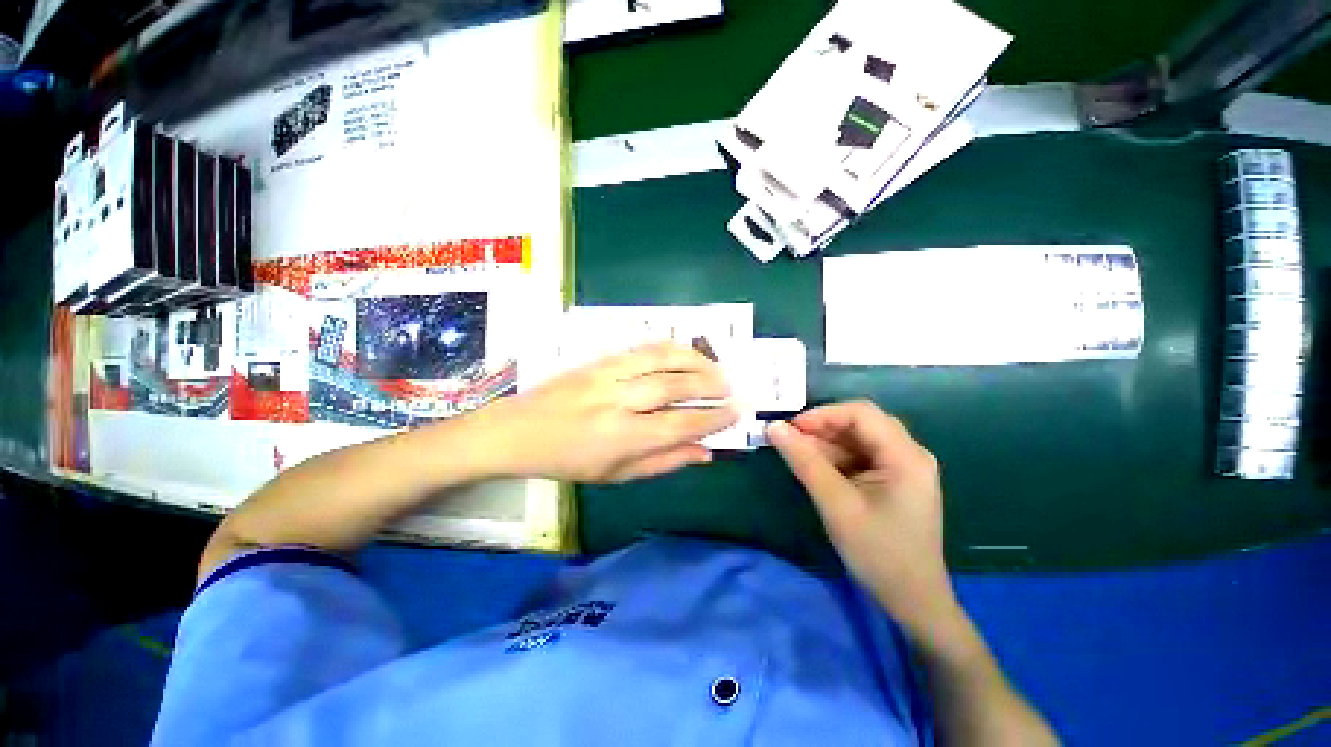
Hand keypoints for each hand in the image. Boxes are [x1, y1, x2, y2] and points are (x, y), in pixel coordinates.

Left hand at [480, 342, 738, 483]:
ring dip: (694, 361)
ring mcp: (607, 375)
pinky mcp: (599, 359)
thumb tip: (704, 453)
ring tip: (716, 367)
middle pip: (672, 387)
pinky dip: (670, 348)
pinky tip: (686, 353)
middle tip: (731, 389)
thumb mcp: (616, 475)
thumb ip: (663, 462)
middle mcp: (616, 402)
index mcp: (620, 439)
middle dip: (709, 386)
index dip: (712, 419)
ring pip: (660, 359)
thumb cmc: (568, 461)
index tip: (736, 413)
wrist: (518, 430)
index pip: (678, 425)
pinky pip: (642, 348)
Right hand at [767, 401, 960, 641]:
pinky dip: (834, 457)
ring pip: (856, 438)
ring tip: (796, 454)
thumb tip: (773, 427)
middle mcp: (908, 453)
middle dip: (822, 427)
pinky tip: (814, 467)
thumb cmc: (878, 553)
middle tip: (789, 440)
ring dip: (825, 442)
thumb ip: (805, 462)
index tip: (790, 428)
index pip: (861, 413)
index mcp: (905, 456)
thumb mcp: (836, 505)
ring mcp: (902, 466)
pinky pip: (858, 455)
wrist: (912, 601)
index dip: (822, 414)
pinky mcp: (892, 479)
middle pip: (860, 423)